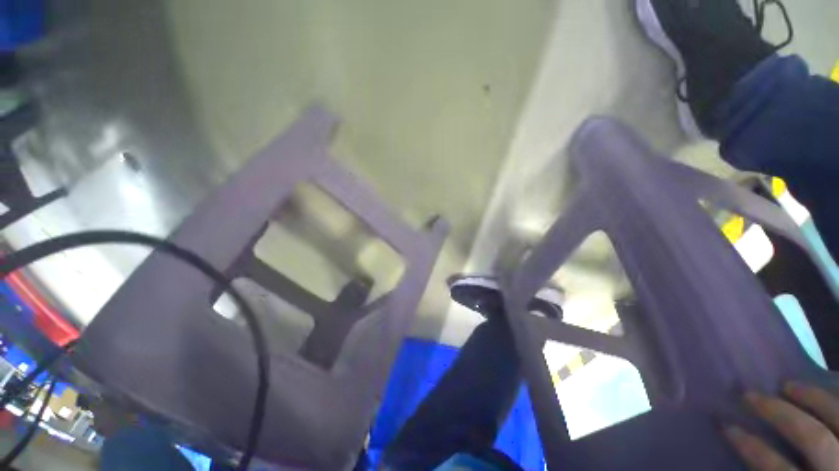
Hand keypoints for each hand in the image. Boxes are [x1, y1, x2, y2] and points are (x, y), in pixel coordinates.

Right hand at [724, 382, 838, 470]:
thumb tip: (752, 463)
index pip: (777, 469)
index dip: (752, 448)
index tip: (726, 425)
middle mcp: (838, 469)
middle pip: (814, 439)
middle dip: (781, 414)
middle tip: (752, 395)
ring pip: (838, 418)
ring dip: (813, 399)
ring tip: (790, 385)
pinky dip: (837, 400)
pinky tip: (828, 392)